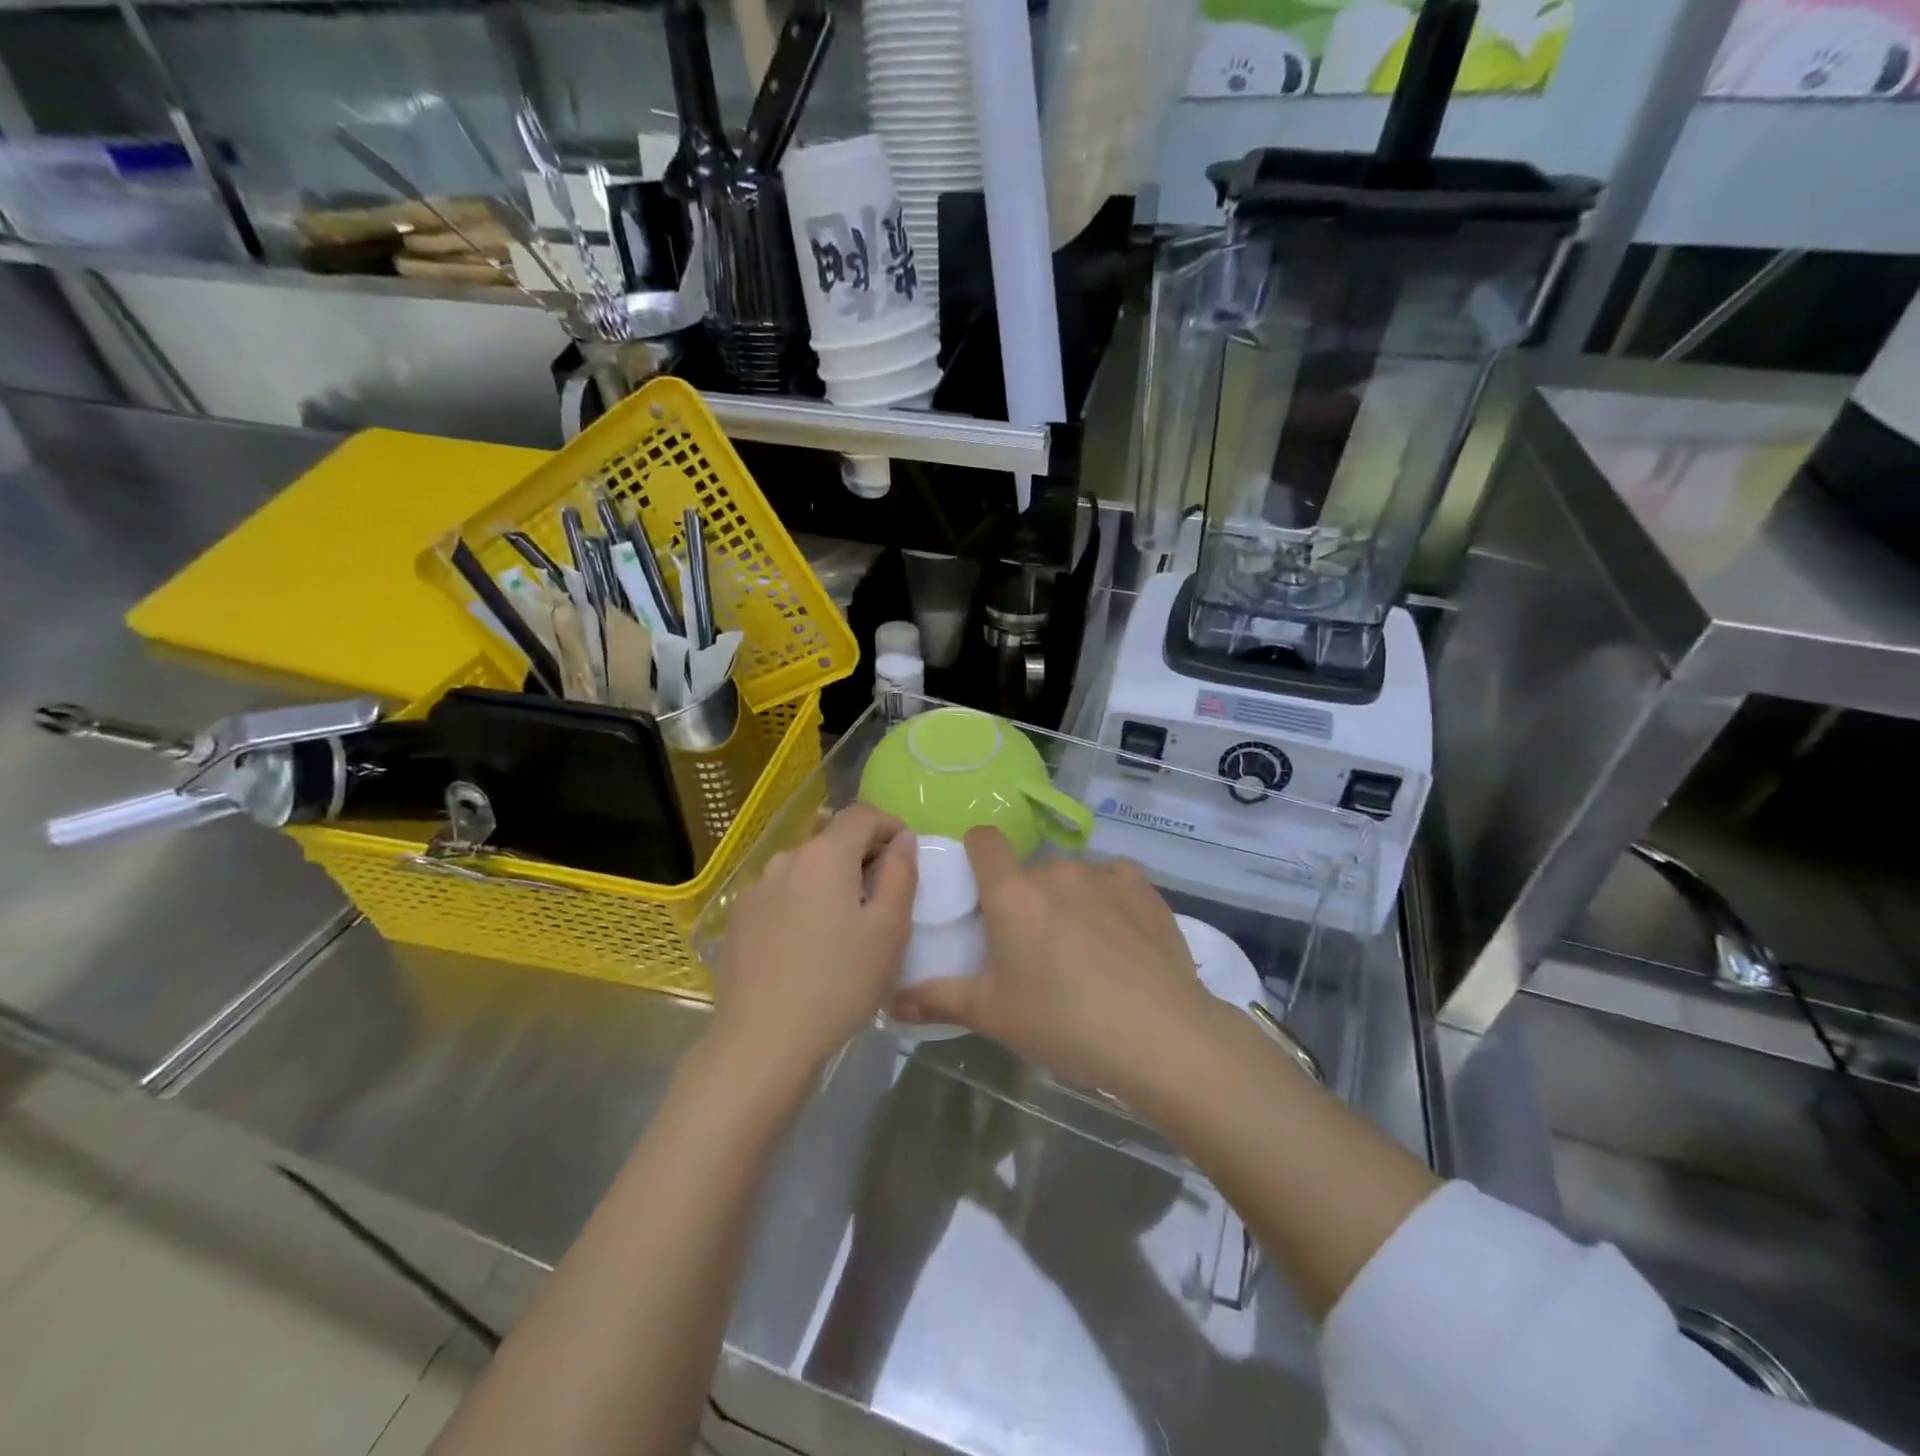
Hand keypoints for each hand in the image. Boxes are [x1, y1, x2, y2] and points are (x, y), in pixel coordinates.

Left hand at [713, 804, 916, 1079]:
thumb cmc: (840, 982)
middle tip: (884, 895)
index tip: (906, 853)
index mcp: (825, 855)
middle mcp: (786, 859)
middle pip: (832, 839)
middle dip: (862, 855)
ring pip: (805, 869)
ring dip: (831, 881)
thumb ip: (901, 873)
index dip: (890, 825)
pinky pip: (781, 895)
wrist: (763, 1041)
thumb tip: (902, 838)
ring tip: (846, 924)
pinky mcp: (738, 920)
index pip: (862, 814)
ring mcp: (756, 889)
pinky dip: (803, 903)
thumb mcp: (889, 930)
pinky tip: (809, 945)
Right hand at [892, 827, 1216, 1093]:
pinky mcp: (1144, 888)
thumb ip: (939, 999)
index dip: (976, 853)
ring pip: (1072, 877)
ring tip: (1082, 951)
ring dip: (1068, 901)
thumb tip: (891, 1001)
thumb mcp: (995, 1015)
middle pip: (1029, 871)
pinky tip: (1119, 937)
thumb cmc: (1065, 1023)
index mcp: (1013, 894)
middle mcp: (1056, 872)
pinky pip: (1115, 880)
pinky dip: (1109, 899)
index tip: (978, 885)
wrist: (1161, 1036)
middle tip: (1031, 947)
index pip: (984, 840)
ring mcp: (1104, 876)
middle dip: (1025, 899)